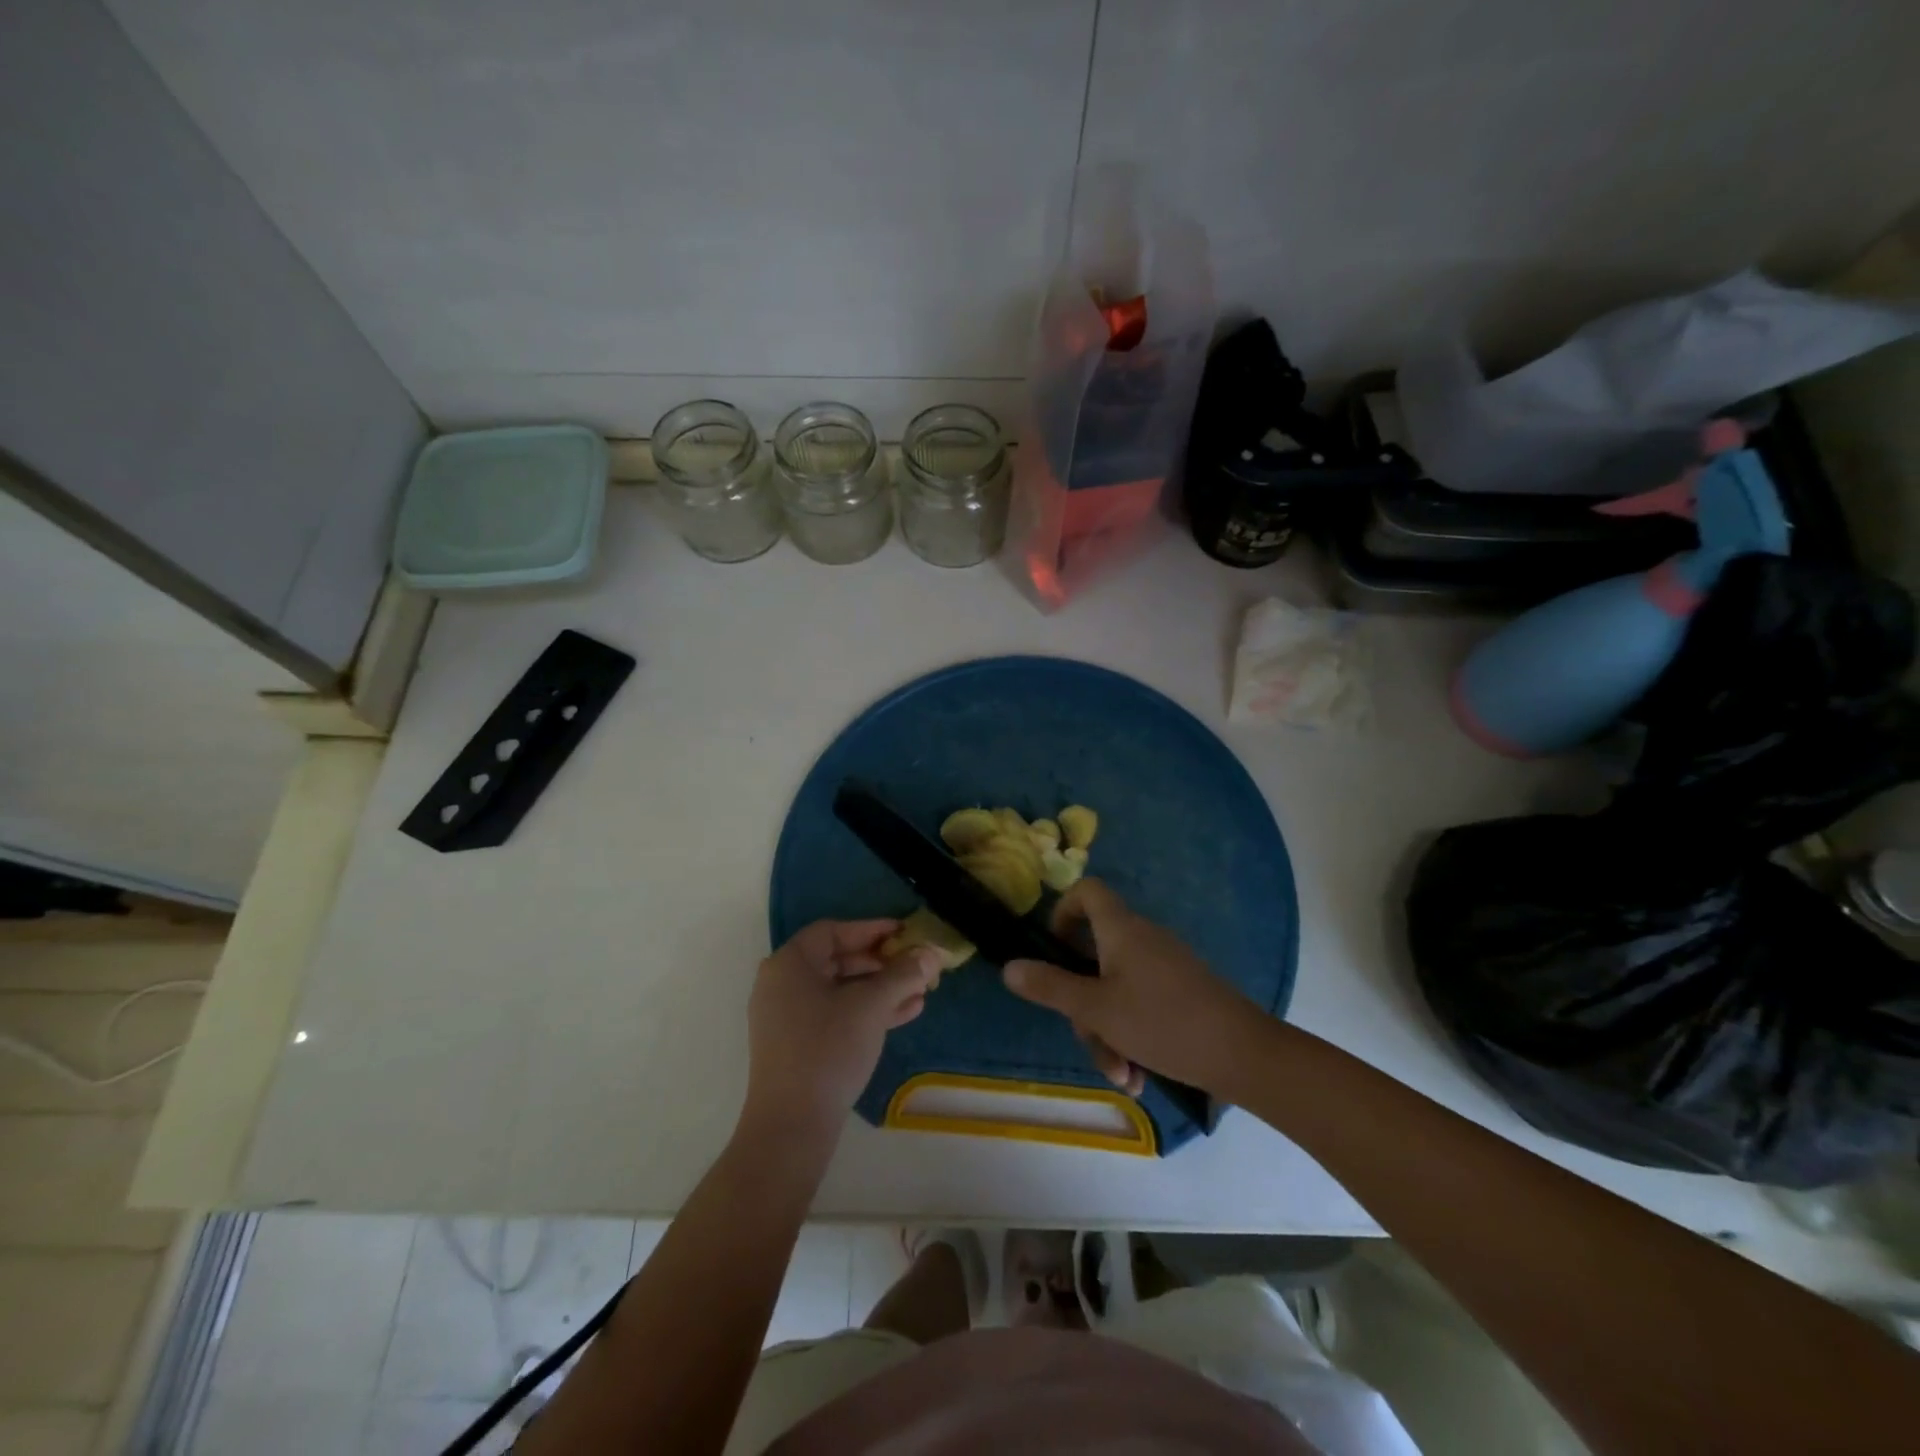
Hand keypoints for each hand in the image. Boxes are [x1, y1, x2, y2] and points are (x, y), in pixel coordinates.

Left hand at [743, 919, 940, 1145]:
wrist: (792, 1125)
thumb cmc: (828, 1049)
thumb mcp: (871, 1006)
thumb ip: (903, 974)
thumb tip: (931, 953)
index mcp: (789, 964)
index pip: (834, 931)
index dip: (871, 929)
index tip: (904, 933)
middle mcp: (782, 984)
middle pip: (838, 959)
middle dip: (882, 963)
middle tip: (916, 965)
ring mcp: (787, 1017)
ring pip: (840, 990)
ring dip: (881, 989)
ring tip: (921, 992)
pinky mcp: (797, 1045)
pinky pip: (835, 1014)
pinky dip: (866, 1011)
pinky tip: (905, 1014)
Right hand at [1003, 879, 1262, 1099]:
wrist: (1246, 1055)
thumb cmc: (1163, 1023)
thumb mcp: (1096, 1010)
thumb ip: (1050, 987)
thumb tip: (1009, 967)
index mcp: (1121, 929)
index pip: (1086, 890)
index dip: (1062, 911)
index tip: (1054, 951)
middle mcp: (1142, 938)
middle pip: (1094, 955)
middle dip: (1084, 1004)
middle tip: (1088, 1038)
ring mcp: (1164, 965)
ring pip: (1115, 989)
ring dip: (1108, 1032)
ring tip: (1122, 1075)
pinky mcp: (1181, 991)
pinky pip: (1141, 1003)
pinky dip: (1132, 1035)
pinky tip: (1140, 1075)